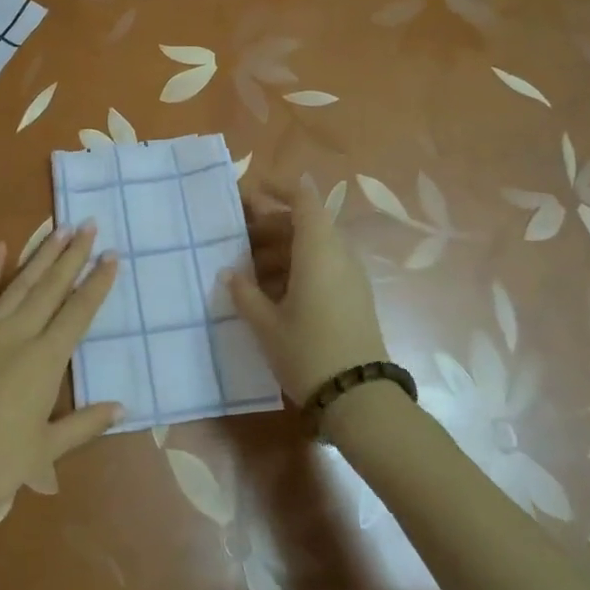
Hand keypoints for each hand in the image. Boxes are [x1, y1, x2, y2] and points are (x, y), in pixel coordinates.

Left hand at [0, 225, 121, 531]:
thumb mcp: (45, 451)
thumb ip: (84, 424)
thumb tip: (123, 407)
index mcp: (45, 361)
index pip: (78, 313)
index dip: (97, 284)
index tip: (112, 256)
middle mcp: (19, 335)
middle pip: (51, 288)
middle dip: (73, 255)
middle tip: (89, 225)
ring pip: (20, 284)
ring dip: (41, 255)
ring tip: (60, 228)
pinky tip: (0, 247)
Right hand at [225, 180, 387, 405]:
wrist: (360, 399)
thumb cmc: (308, 352)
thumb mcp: (266, 324)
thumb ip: (244, 293)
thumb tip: (228, 273)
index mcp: (318, 249)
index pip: (303, 200)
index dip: (278, 189)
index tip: (250, 193)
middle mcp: (338, 255)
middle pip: (304, 223)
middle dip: (269, 226)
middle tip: (236, 239)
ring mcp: (349, 276)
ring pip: (312, 247)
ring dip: (280, 250)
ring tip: (247, 271)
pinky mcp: (353, 297)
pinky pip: (322, 266)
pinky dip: (296, 268)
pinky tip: (270, 293)